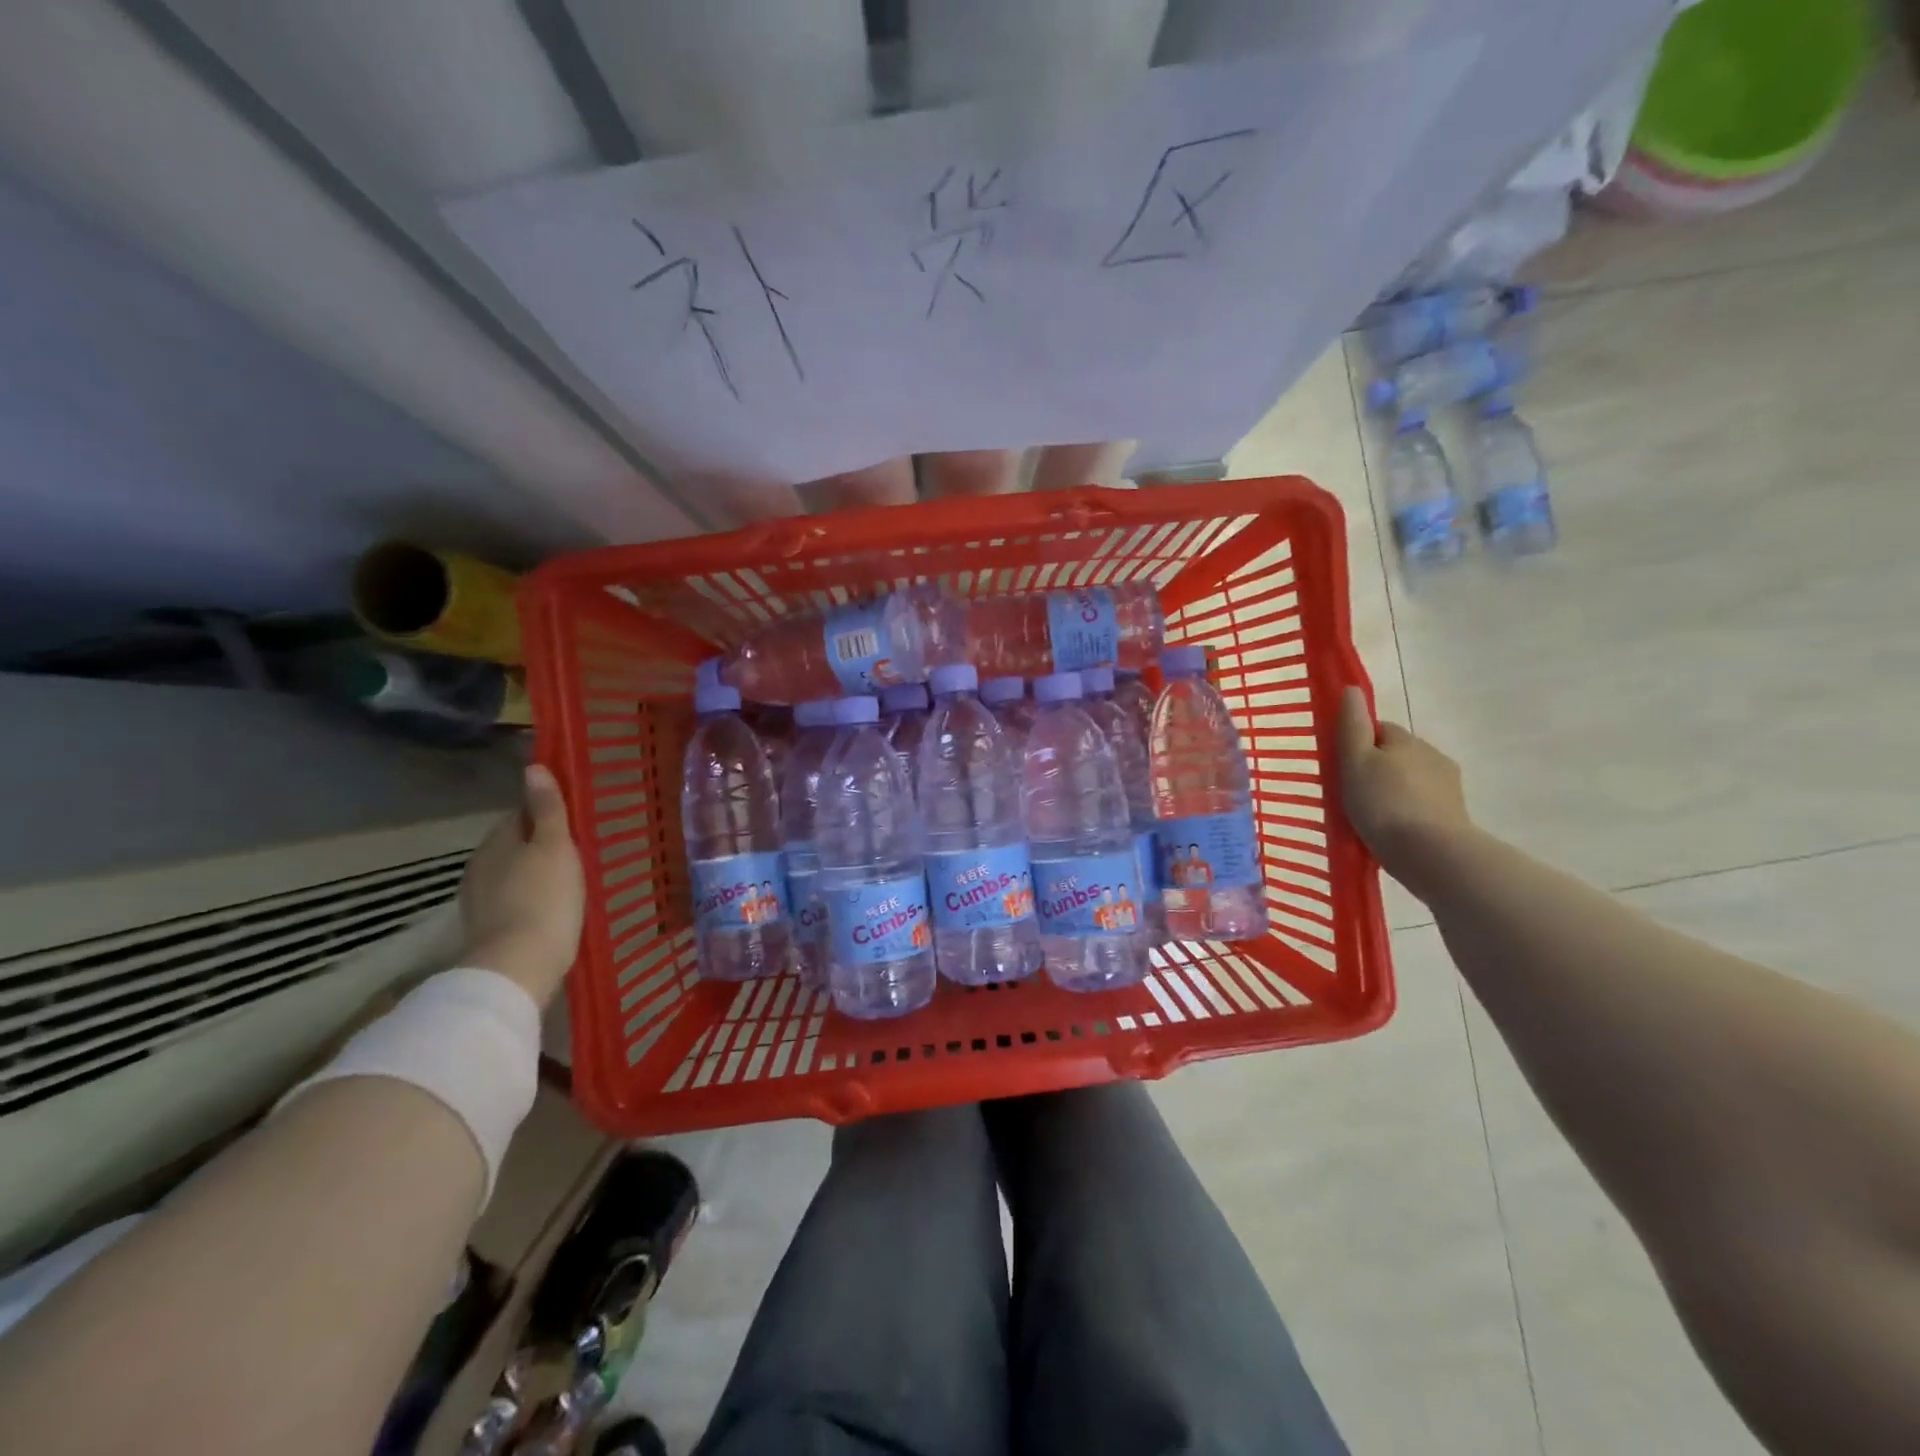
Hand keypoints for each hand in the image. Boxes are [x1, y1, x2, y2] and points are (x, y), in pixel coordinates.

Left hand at [459, 765, 585, 1006]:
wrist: (518, 968)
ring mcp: (480, 902)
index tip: (573, 825)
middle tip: (579, 854)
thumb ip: (547, 808)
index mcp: (496, 842)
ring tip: (570, 884)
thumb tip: (533, 767)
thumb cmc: (544, 898)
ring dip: (536, 876)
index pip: (518, 815)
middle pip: (515, 846)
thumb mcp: (554, 846)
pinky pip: (514, 903)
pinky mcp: (489, 931)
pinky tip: (553, 912)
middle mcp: (480, 867)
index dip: (545, 816)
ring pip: (513, 876)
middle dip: (541, 847)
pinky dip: (532, 902)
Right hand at [1336, 687, 1471, 885]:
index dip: (1358, 743)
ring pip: (1411, 781)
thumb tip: (1352, 689)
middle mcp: (1432, 755)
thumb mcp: (1355, 761)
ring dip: (1393, 792)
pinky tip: (1392, 833)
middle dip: (1377, 769)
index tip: (1341, 766)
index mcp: (1406, 740)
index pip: (1379, 729)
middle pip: (1396, 755)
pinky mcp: (1454, 816)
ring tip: (1371, 818)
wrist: (1432, 854)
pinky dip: (1407, 813)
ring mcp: (1448, 787)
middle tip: (1351, 794)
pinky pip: (1423, 806)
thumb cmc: (1384, 804)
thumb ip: (1352, 726)